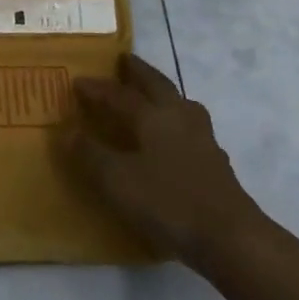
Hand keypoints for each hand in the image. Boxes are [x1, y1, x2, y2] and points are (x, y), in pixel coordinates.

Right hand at [60, 53, 264, 267]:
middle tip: (125, 61)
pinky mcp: (217, 164)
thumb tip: (67, 131)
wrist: (230, 238)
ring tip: (153, 96)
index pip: (120, 95)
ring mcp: (203, 140)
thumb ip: (90, 154)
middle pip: (158, 86)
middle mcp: (180, 118)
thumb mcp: (117, 180)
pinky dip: (177, 124)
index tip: (78, 81)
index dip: (98, 88)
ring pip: (182, 105)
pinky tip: (174, 141)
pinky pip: (191, 130)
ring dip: (164, 95)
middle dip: (140, 72)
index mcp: (154, 116)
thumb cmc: (168, 202)